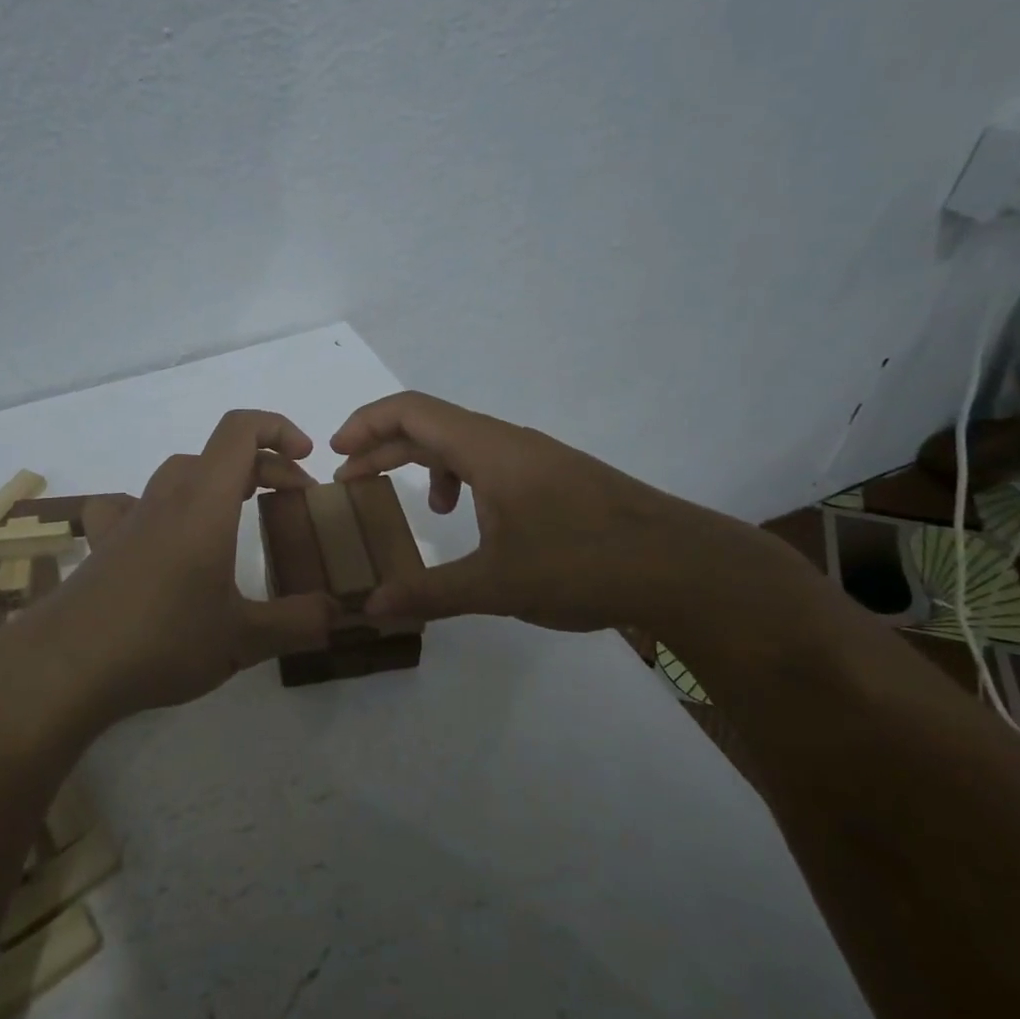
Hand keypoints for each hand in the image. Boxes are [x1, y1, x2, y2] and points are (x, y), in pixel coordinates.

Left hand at [24, 410, 337, 726]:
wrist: (67, 666)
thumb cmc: (162, 640)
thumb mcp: (243, 639)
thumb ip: (298, 622)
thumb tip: (339, 613)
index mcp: (204, 503)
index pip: (240, 430)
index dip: (279, 429)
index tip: (306, 461)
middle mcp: (165, 497)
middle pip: (218, 454)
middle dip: (263, 467)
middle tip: (291, 504)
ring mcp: (129, 518)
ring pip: (180, 474)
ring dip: (216, 483)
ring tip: (237, 517)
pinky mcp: (104, 543)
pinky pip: (131, 504)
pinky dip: (158, 506)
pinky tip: (161, 535)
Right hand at [331, 391, 761, 633]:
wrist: (684, 568)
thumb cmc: (583, 564)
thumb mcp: (496, 584)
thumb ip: (429, 592)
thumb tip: (371, 607)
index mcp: (488, 449)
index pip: (411, 411)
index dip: (366, 423)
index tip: (335, 452)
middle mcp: (509, 442)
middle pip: (431, 425)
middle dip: (384, 448)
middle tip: (351, 481)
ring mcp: (537, 458)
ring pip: (463, 444)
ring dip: (425, 464)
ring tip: (414, 505)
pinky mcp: (556, 478)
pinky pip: (491, 463)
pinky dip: (463, 480)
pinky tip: (473, 521)